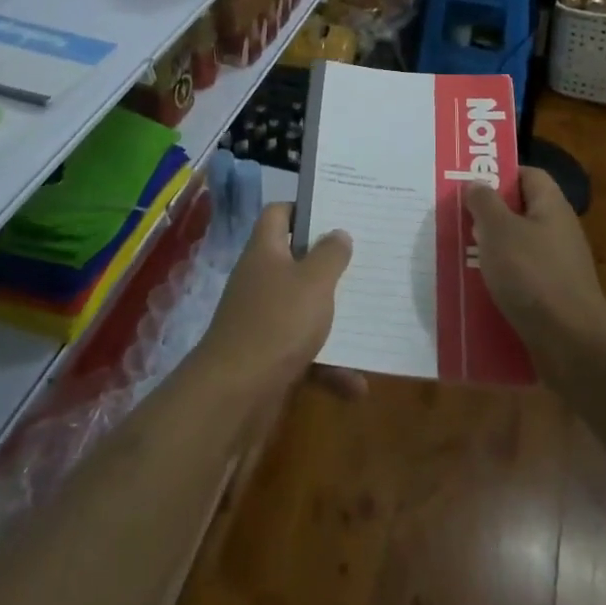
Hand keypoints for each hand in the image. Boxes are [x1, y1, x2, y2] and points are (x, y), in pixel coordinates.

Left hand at [195, 204, 355, 400]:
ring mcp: (263, 319)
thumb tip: (338, 232)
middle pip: (295, 261)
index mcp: (265, 251)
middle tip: (365, 261)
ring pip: (304, 309)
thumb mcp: (313, 282)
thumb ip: (330, 254)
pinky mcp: (269, 357)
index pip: (279, 213)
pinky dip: (329, 366)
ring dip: (334, 320)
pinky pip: (305, 353)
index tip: (337, 213)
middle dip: (329, 265)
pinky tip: (357, 384)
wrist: (235, 396)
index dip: (304, 208)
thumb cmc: (277, 323)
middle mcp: (261, 280)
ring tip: (370, 320)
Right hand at [468, 167, 605, 369]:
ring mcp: (557, 268)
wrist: (573, 345)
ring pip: (515, 249)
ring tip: (455, 255)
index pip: (528, 175)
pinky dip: (498, 283)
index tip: (469, 183)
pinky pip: (519, 281)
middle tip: (454, 219)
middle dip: (486, 216)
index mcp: (551, 207)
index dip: (500, 174)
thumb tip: (476, 183)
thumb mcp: (499, 230)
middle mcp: (558, 233)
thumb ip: (484, 202)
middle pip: (519, 213)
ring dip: (488, 252)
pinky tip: (473, 291)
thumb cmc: (533, 275)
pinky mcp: (551, 299)